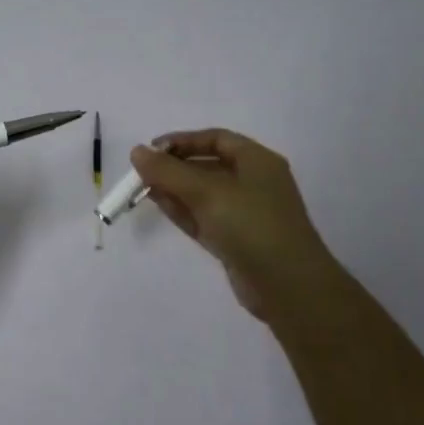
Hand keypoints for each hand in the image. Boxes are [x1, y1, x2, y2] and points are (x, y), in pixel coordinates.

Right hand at [130, 129, 340, 322]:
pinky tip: (158, 204)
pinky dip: (182, 209)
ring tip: (142, 188)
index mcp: (257, 161)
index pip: (216, 139)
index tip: (151, 149)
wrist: (287, 285)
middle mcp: (253, 182)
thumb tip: (136, 152)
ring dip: (174, 188)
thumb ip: (168, 171)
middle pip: (208, 165)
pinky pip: (204, 216)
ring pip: (203, 193)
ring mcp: (245, 213)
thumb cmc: (251, 225)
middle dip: (175, 166)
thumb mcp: (207, 192)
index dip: (183, 140)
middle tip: (142, 171)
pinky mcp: (235, 239)